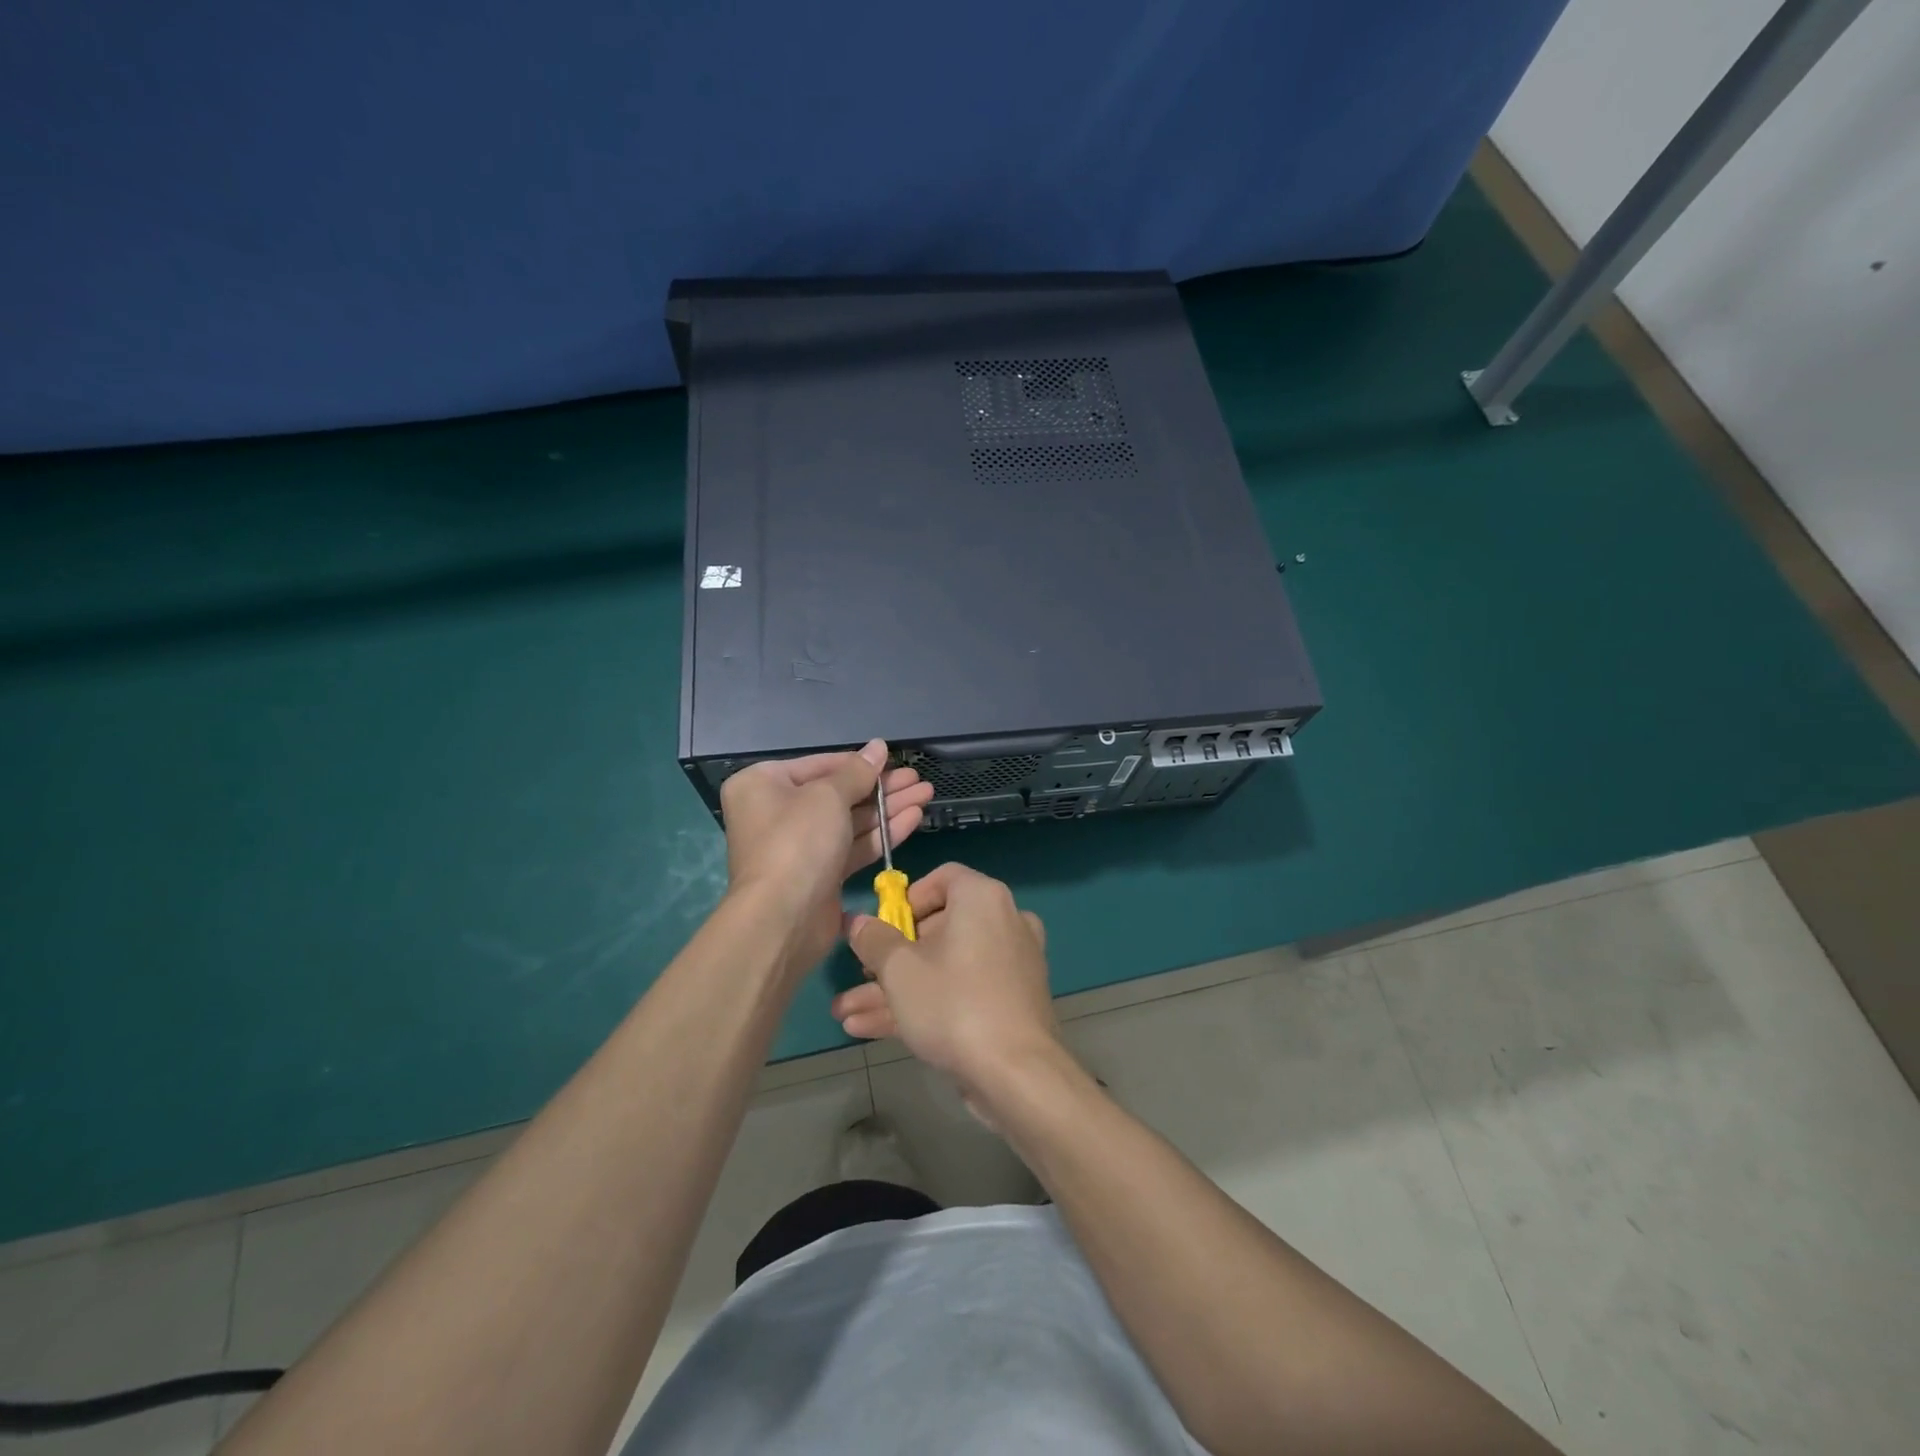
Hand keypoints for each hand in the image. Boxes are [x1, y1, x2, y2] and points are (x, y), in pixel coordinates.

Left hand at [719, 740, 933, 974]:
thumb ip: (858, 772)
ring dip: (888, 808)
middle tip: (918, 780)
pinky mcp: (821, 874)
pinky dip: (882, 833)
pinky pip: (853, 846)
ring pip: (850, 821)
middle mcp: (778, 812)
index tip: (894, 759)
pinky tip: (914, 818)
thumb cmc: (797, 842)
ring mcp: (800, 846)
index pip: (820, 765)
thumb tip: (878, 746)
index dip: (860, 763)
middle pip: (838, 793)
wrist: (782, 919)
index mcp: (764, 785)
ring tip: (926, 794)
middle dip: (881, 787)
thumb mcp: (828, 796)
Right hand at [833, 863, 1065, 1108]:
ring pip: (944, 968)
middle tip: (859, 976)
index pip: (942, 878)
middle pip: (938, 929)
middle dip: (889, 958)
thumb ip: (873, 940)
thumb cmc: (954, 1004)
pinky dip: (924, 1005)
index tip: (883, 927)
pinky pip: (961, 991)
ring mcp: (1009, 965)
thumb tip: (857, 921)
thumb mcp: (899, 970)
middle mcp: (1003, 921)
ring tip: (846, 1014)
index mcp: (982, 898)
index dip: (907, 900)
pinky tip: (870, 1030)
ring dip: (895, 989)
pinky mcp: (1009, 1003)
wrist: (1017, 1074)